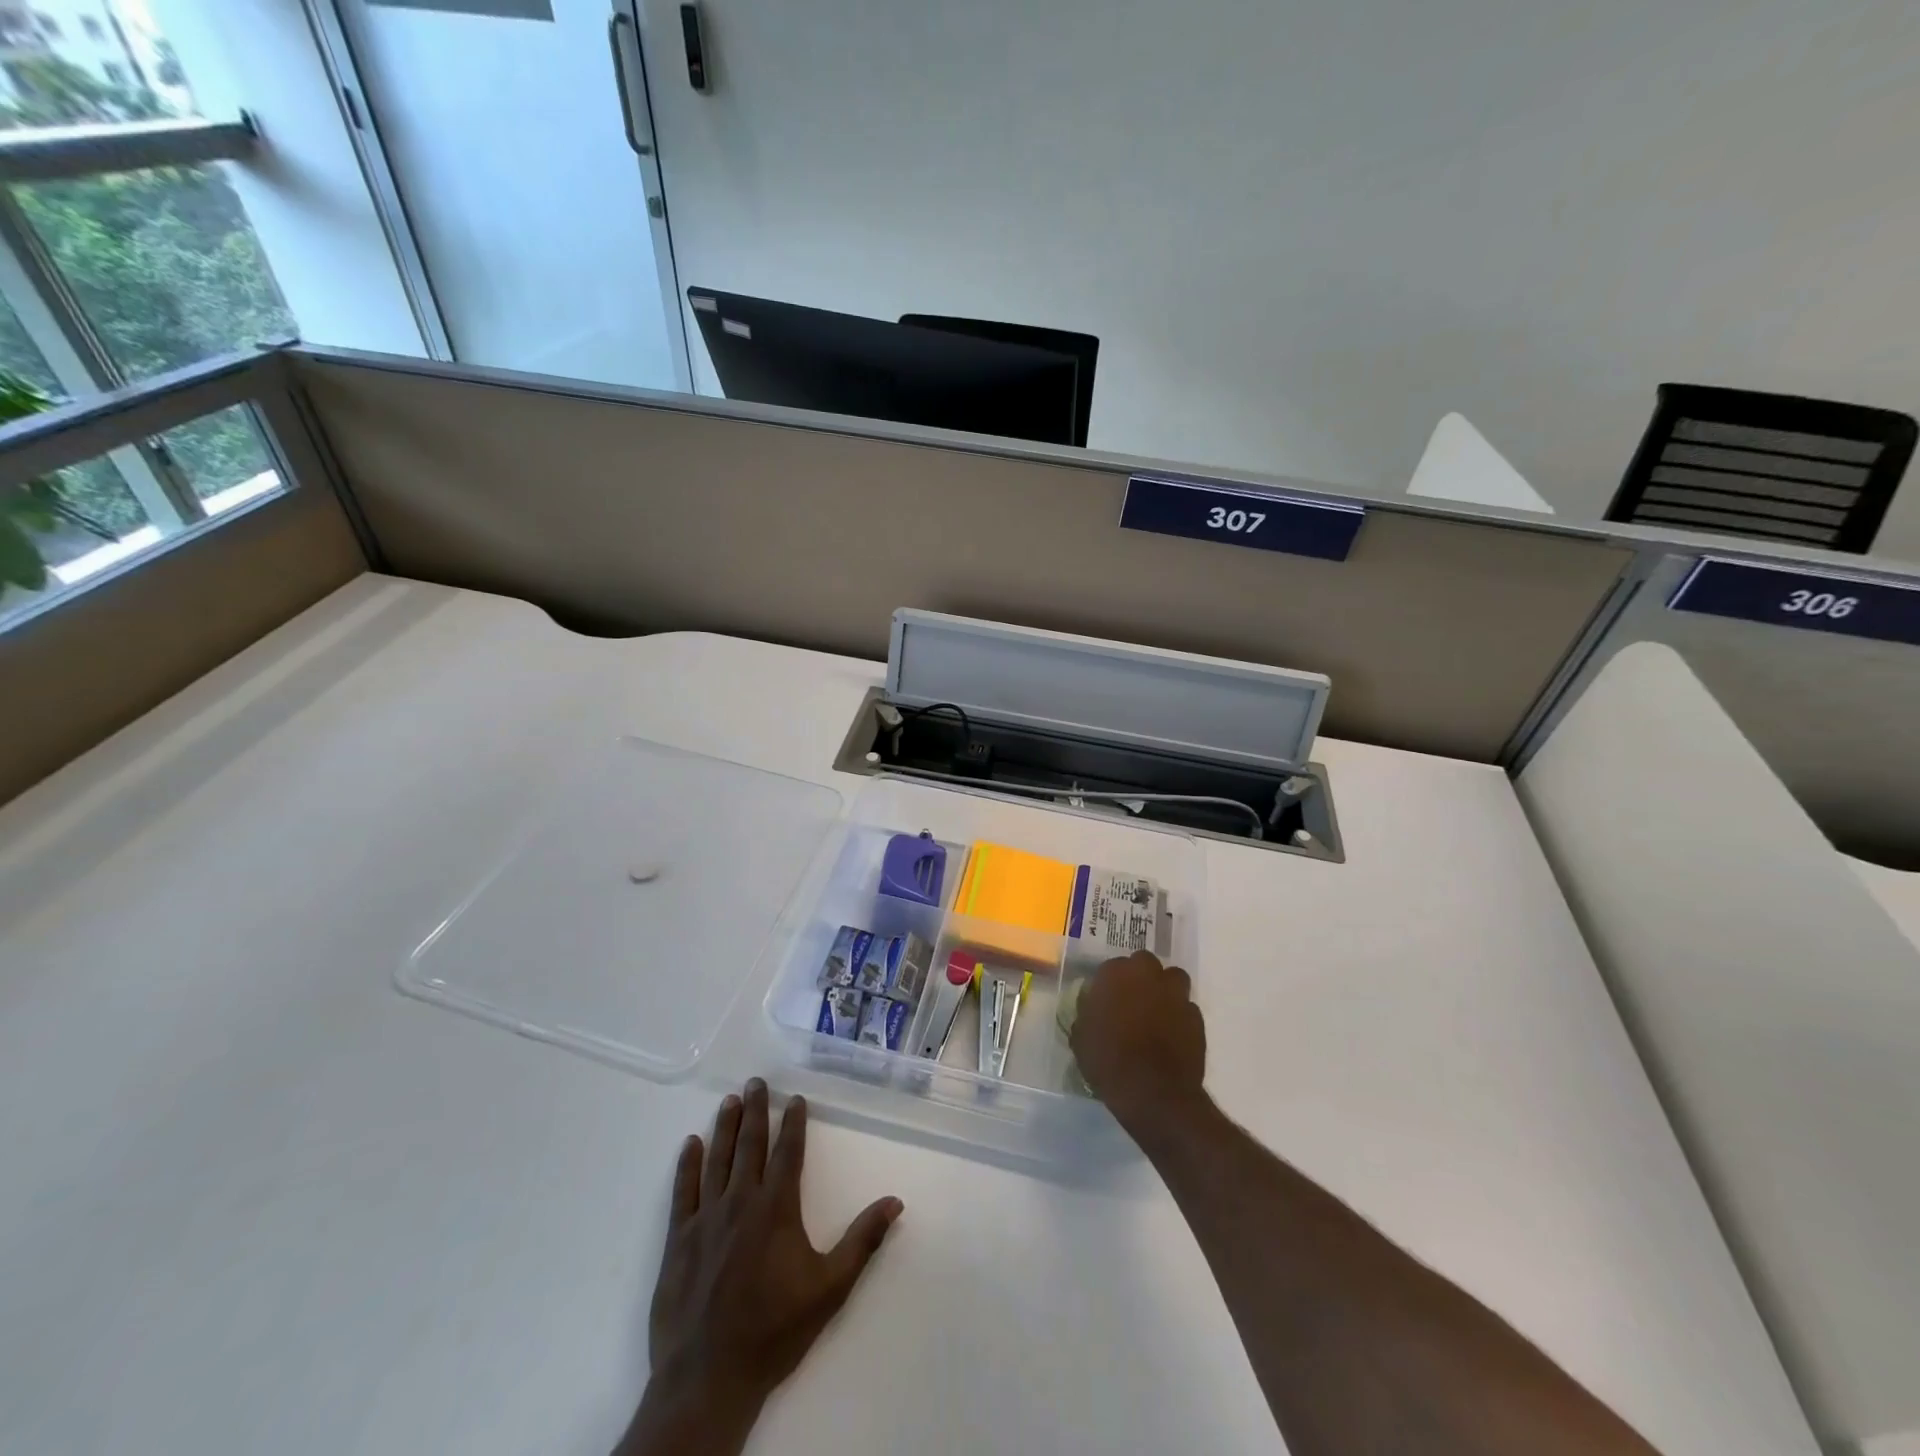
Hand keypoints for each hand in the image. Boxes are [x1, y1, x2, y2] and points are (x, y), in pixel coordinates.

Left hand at [617, 1079, 903, 1455]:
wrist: (708, 1378)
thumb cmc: (774, 1331)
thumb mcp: (830, 1288)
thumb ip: (862, 1241)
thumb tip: (895, 1201)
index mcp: (776, 1209)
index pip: (788, 1152)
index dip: (794, 1123)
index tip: (796, 1099)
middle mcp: (740, 1202)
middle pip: (750, 1145)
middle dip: (756, 1110)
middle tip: (756, 1081)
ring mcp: (705, 1219)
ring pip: (717, 1159)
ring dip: (725, 1126)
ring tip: (730, 1100)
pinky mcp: (678, 1240)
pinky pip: (682, 1191)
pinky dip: (687, 1165)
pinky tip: (690, 1144)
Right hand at [1069, 950, 1206, 1137]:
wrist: (1152, 1092)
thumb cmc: (1108, 1061)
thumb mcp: (1081, 1038)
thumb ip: (1087, 1014)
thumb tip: (1091, 1009)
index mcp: (1115, 974)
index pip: (1112, 966)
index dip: (1110, 983)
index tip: (1106, 1000)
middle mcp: (1148, 975)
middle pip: (1145, 963)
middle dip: (1140, 976)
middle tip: (1132, 1000)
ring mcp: (1175, 994)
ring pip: (1173, 978)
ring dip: (1165, 989)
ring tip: (1157, 1011)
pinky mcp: (1196, 1017)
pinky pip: (1187, 1007)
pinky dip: (1180, 1016)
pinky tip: (1172, 1035)